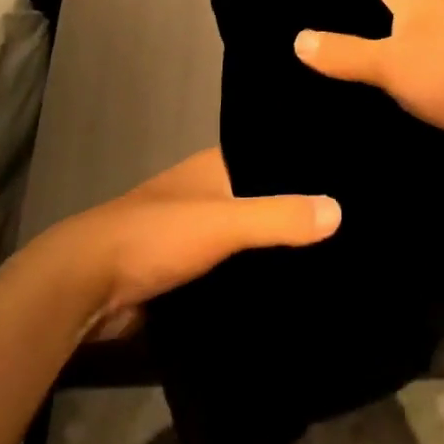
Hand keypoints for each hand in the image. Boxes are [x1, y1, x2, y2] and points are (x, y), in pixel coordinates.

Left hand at [45, 149, 340, 341]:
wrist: (86, 287)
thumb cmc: (156, 236)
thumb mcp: (223, 222)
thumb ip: (279, 216)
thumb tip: (340, 210)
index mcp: (216, 166)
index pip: (272, 155)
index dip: (307, 164)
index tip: (353, 177)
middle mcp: (209, 192)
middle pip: (264, 197)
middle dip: (299, 210)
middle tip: (358, 224)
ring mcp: (198, 232)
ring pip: (251, 236)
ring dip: (279, 247)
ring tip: (338, 256)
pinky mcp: (189, 270)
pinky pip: (235, 268)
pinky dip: (257, 275)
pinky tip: (293, 288)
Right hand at [293, 0, 443, 183]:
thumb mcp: (388, 60)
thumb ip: (342, 52)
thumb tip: (297, 40)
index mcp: (423, 1)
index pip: (367, 6)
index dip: (337, 26)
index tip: (303, 48)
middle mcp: (435, 24)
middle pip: (380, 39)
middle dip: (352, 60)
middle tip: (306, 80)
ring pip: (394, 71)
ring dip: (372, 88)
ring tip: (323, 103)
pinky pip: (409, 96)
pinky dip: (390, 106)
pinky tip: (358, 120)